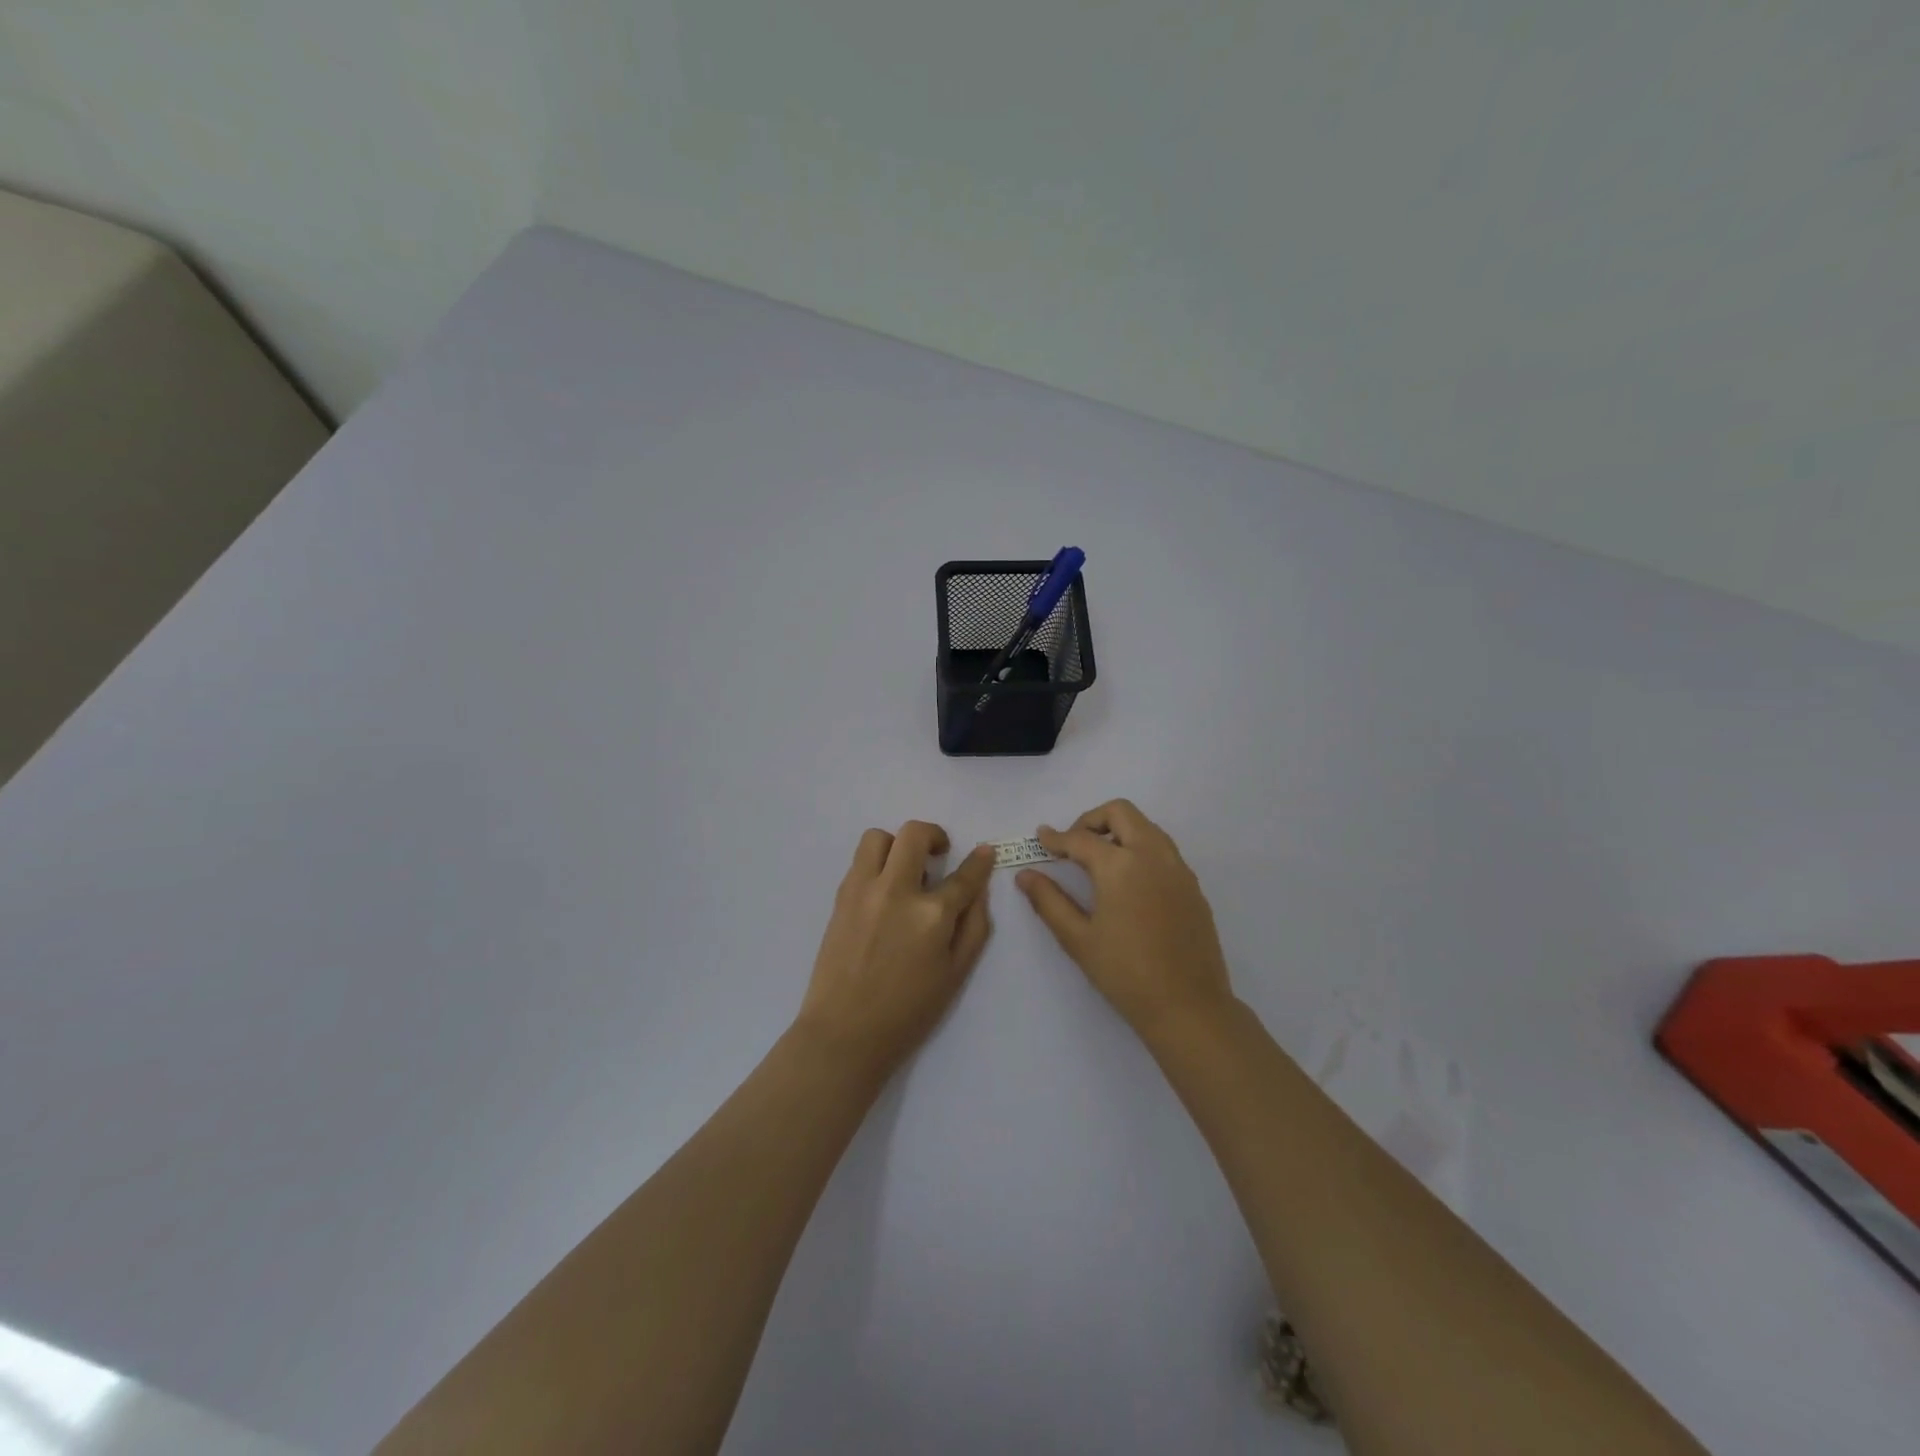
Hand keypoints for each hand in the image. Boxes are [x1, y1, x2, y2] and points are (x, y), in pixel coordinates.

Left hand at [796, 822, 994, 1077]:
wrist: (845, 1031)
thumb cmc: (908, 1011)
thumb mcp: (956, 973)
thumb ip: (974, 926)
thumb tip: (978, 889)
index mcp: (932, 915)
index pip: (964, 875)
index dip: (979, 860)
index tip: (983, 852)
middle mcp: (896, 891)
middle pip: (914, 834)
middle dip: (934, 835)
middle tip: (939, 853)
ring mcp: (863, 890)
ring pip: (878, 837)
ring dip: (897, 845)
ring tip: (905, 870)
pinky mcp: (840, 897)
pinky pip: (859, 862)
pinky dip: (876, 865)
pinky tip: (884, 893)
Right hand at [1017, 799, 1234, 1040]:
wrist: (1188, 1007)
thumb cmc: (1126, 974)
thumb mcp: (1078, 939)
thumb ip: (1049, 901)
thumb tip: (1025, 876)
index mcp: (1120, 865)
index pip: (1081, 839)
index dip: (1056, 838)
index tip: (1041, 838)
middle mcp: (1152, 855)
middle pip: (1121, 812)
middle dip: (1092, 820)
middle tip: (1073, 845)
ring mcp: (1178, 868)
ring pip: (1146, 827)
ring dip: (1119, 831)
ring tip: (1099, 861)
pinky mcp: (1192, 886)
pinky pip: (1163, 850)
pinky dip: (1140, 849)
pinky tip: (1128, 882)